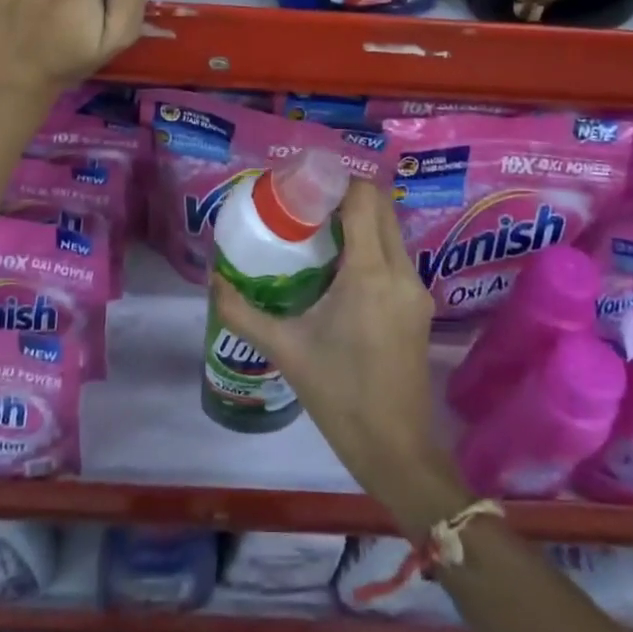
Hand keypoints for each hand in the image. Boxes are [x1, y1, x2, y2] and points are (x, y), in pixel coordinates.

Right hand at [215, 181, 469, 532]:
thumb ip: (243, 312)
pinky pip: (395, 255)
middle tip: (307, 201)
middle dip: (347, 195)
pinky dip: (371, 243)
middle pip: (381, 207)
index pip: (364, 199)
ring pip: (391, 230)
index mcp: (370, 274)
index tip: (304, 181)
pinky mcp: (419, 306)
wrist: (396, 451)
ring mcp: (415, 290)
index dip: (337, 180)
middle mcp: (400, 272)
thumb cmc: (339, 396)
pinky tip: (341, 264)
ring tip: (319, 228)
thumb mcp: (285, 350)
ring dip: (360, 219)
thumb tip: (214, 279)